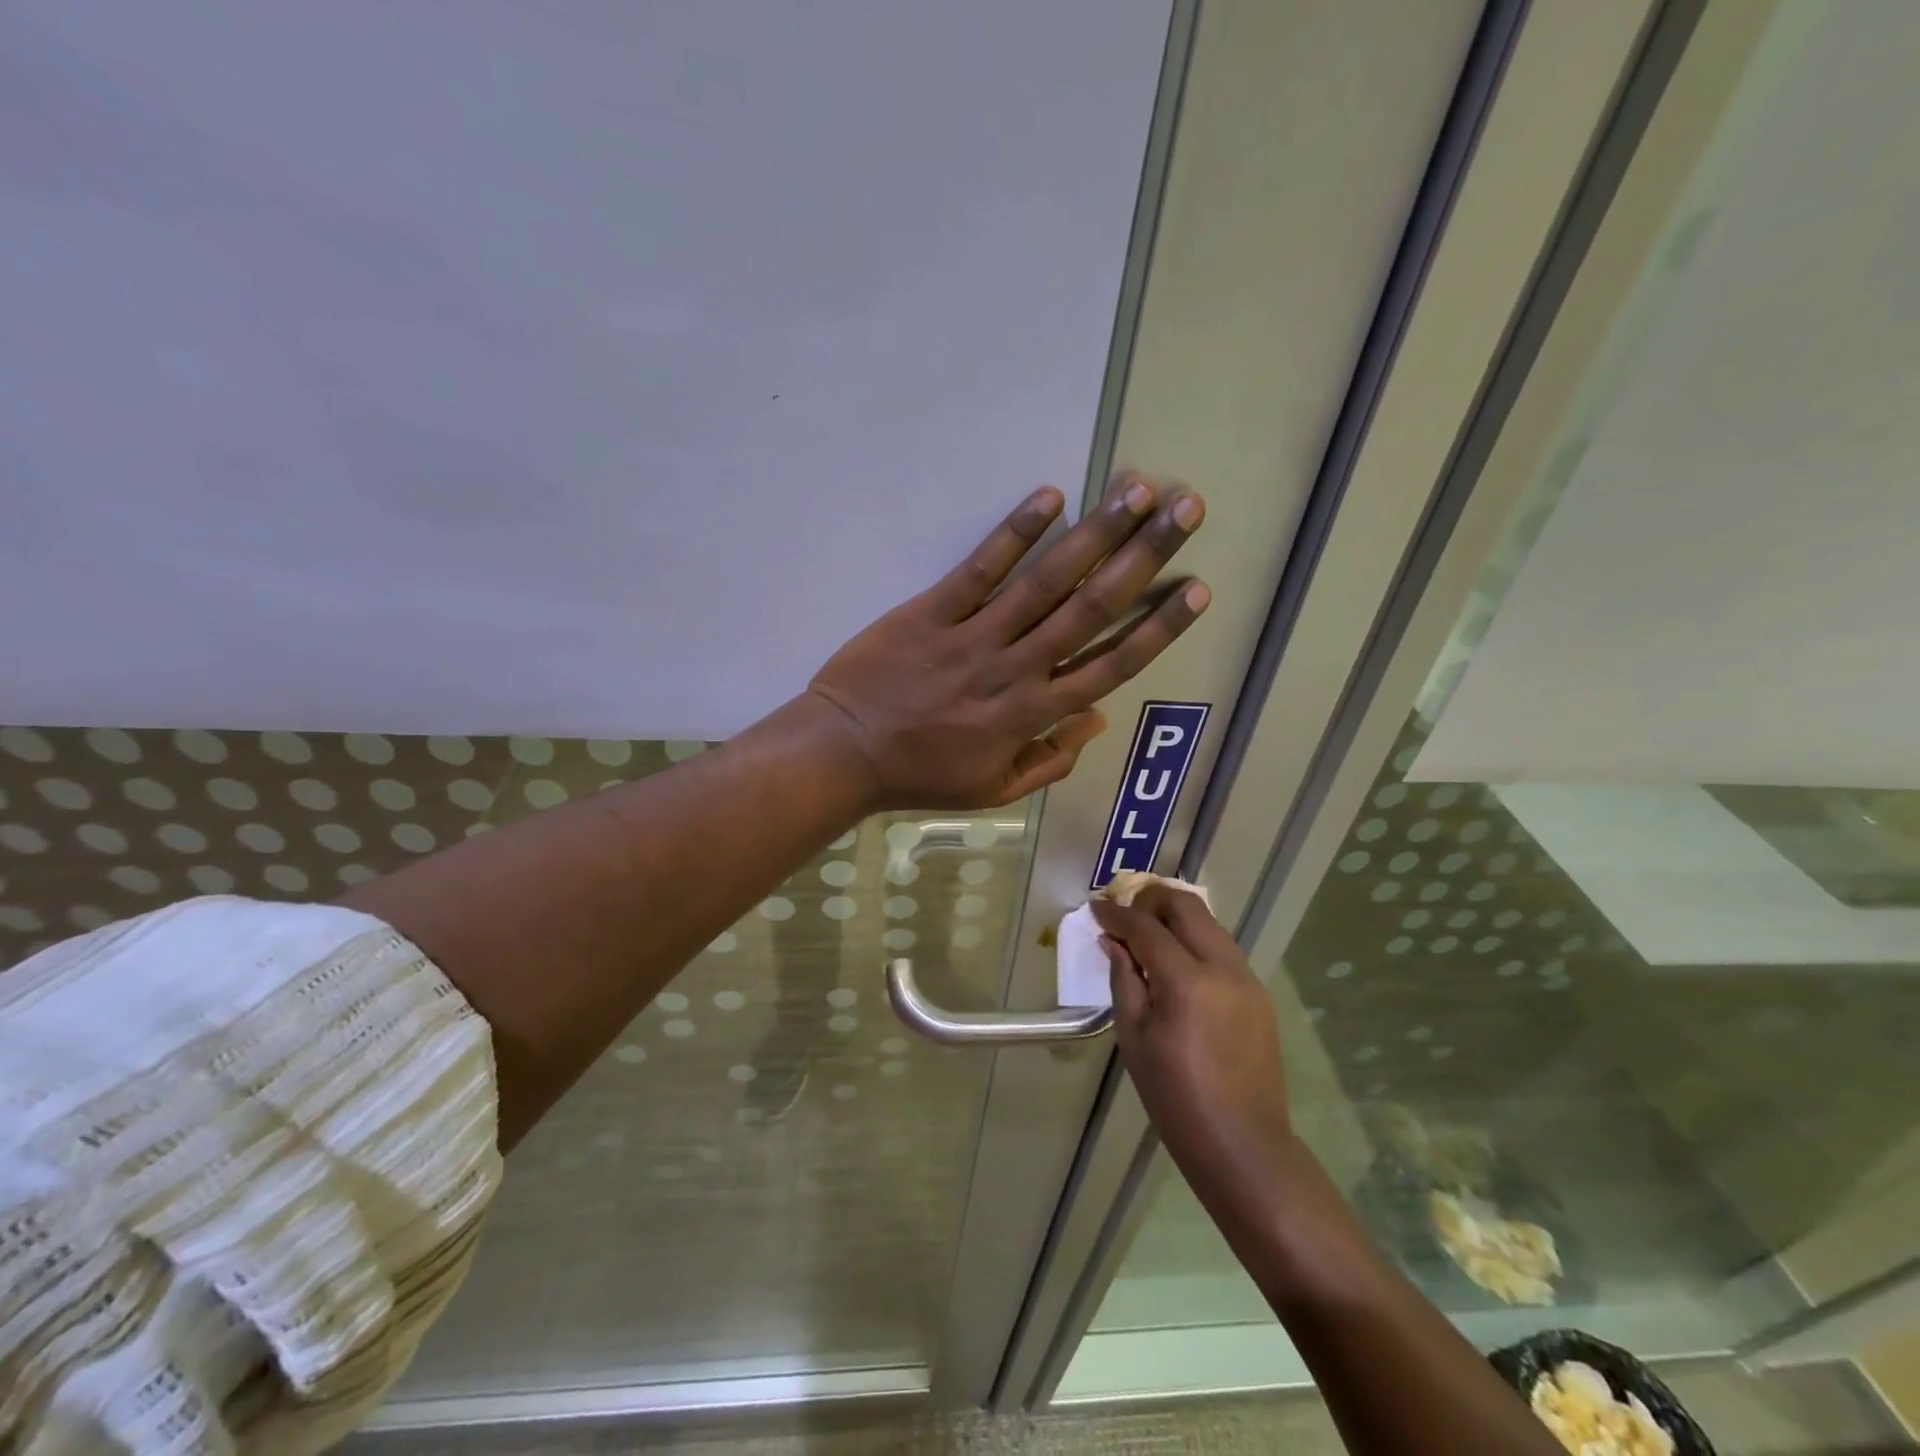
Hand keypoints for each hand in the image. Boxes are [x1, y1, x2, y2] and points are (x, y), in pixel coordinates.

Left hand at [808, 477, 1207, 809]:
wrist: (844, 753)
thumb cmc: (921, 775)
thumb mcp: (993, 790)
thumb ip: (1049, 760)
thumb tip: (1097, 721)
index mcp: (1032, 714)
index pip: (1110, 666)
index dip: (1157, 628)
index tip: (1197, 590)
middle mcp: (1015, 669)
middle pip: (1091, 609)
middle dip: (1144, 558)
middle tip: (1186, 511)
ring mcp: (974, 637)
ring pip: (1045, 582)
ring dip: (1094, 534)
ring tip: (1136, 491)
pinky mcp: (931, 612)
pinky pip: (979, 569)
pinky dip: (1013, 533)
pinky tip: (1050, 497)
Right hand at [1092, 884, 1291, 1181]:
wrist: (1242, 1145)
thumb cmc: (1175, 1097)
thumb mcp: (1134, 1037)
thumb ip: (1123, 979)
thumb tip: (1113, 941)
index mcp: (1187, 982)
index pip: (1147, 928)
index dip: (1117, 915)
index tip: (1096, 908)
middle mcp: (1224, 968)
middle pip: (1186, 906)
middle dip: (1150, 899)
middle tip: (1124, 914)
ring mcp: (1247, 978)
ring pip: (1208, 923)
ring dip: (1174, 917)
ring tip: (1146, 935)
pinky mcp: (1258, 993)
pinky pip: (1222, 948)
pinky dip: (1194, 940)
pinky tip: (1175, 964)